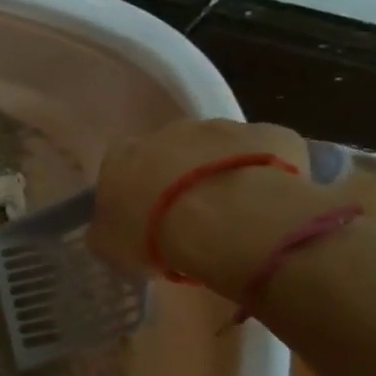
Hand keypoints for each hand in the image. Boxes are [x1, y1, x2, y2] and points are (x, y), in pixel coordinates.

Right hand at [89, 118, 337, 297]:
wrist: (230, 221)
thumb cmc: (156, 235)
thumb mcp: (111, 248)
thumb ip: (104, 232)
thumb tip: (107, 230)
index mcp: (121, 157)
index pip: (119, 169)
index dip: (134, 194)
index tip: (145, 221)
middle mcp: (166, 132)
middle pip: (169, 153)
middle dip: (178, 178)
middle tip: (191, 217)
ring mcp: (221, 128)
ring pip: (218, 150)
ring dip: (221, 173)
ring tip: (234, 214)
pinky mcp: (270, 134)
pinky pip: (267, 153)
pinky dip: (266, 173)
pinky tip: (270, 203)